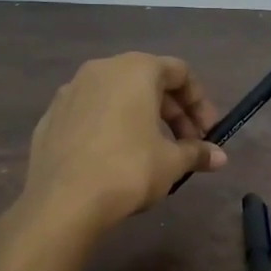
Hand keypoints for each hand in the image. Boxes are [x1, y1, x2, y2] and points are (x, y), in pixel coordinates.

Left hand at [15, 52, 225, 235]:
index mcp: (135, 69)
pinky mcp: (50, 118)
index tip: (208, 133)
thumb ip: (196, 153)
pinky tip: (114, 160)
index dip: (200, 103)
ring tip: (152, 154)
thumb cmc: (129, 169)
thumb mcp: (172, 163)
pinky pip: (90, 115)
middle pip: (148, 82)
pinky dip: (109, 128)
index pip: (179, 72)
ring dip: (141, 119)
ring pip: (116, 97)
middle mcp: (101, 70)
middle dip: (173, 113)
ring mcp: (70, 92)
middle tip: (186, 146)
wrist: (62, 201)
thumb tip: (219, 157)